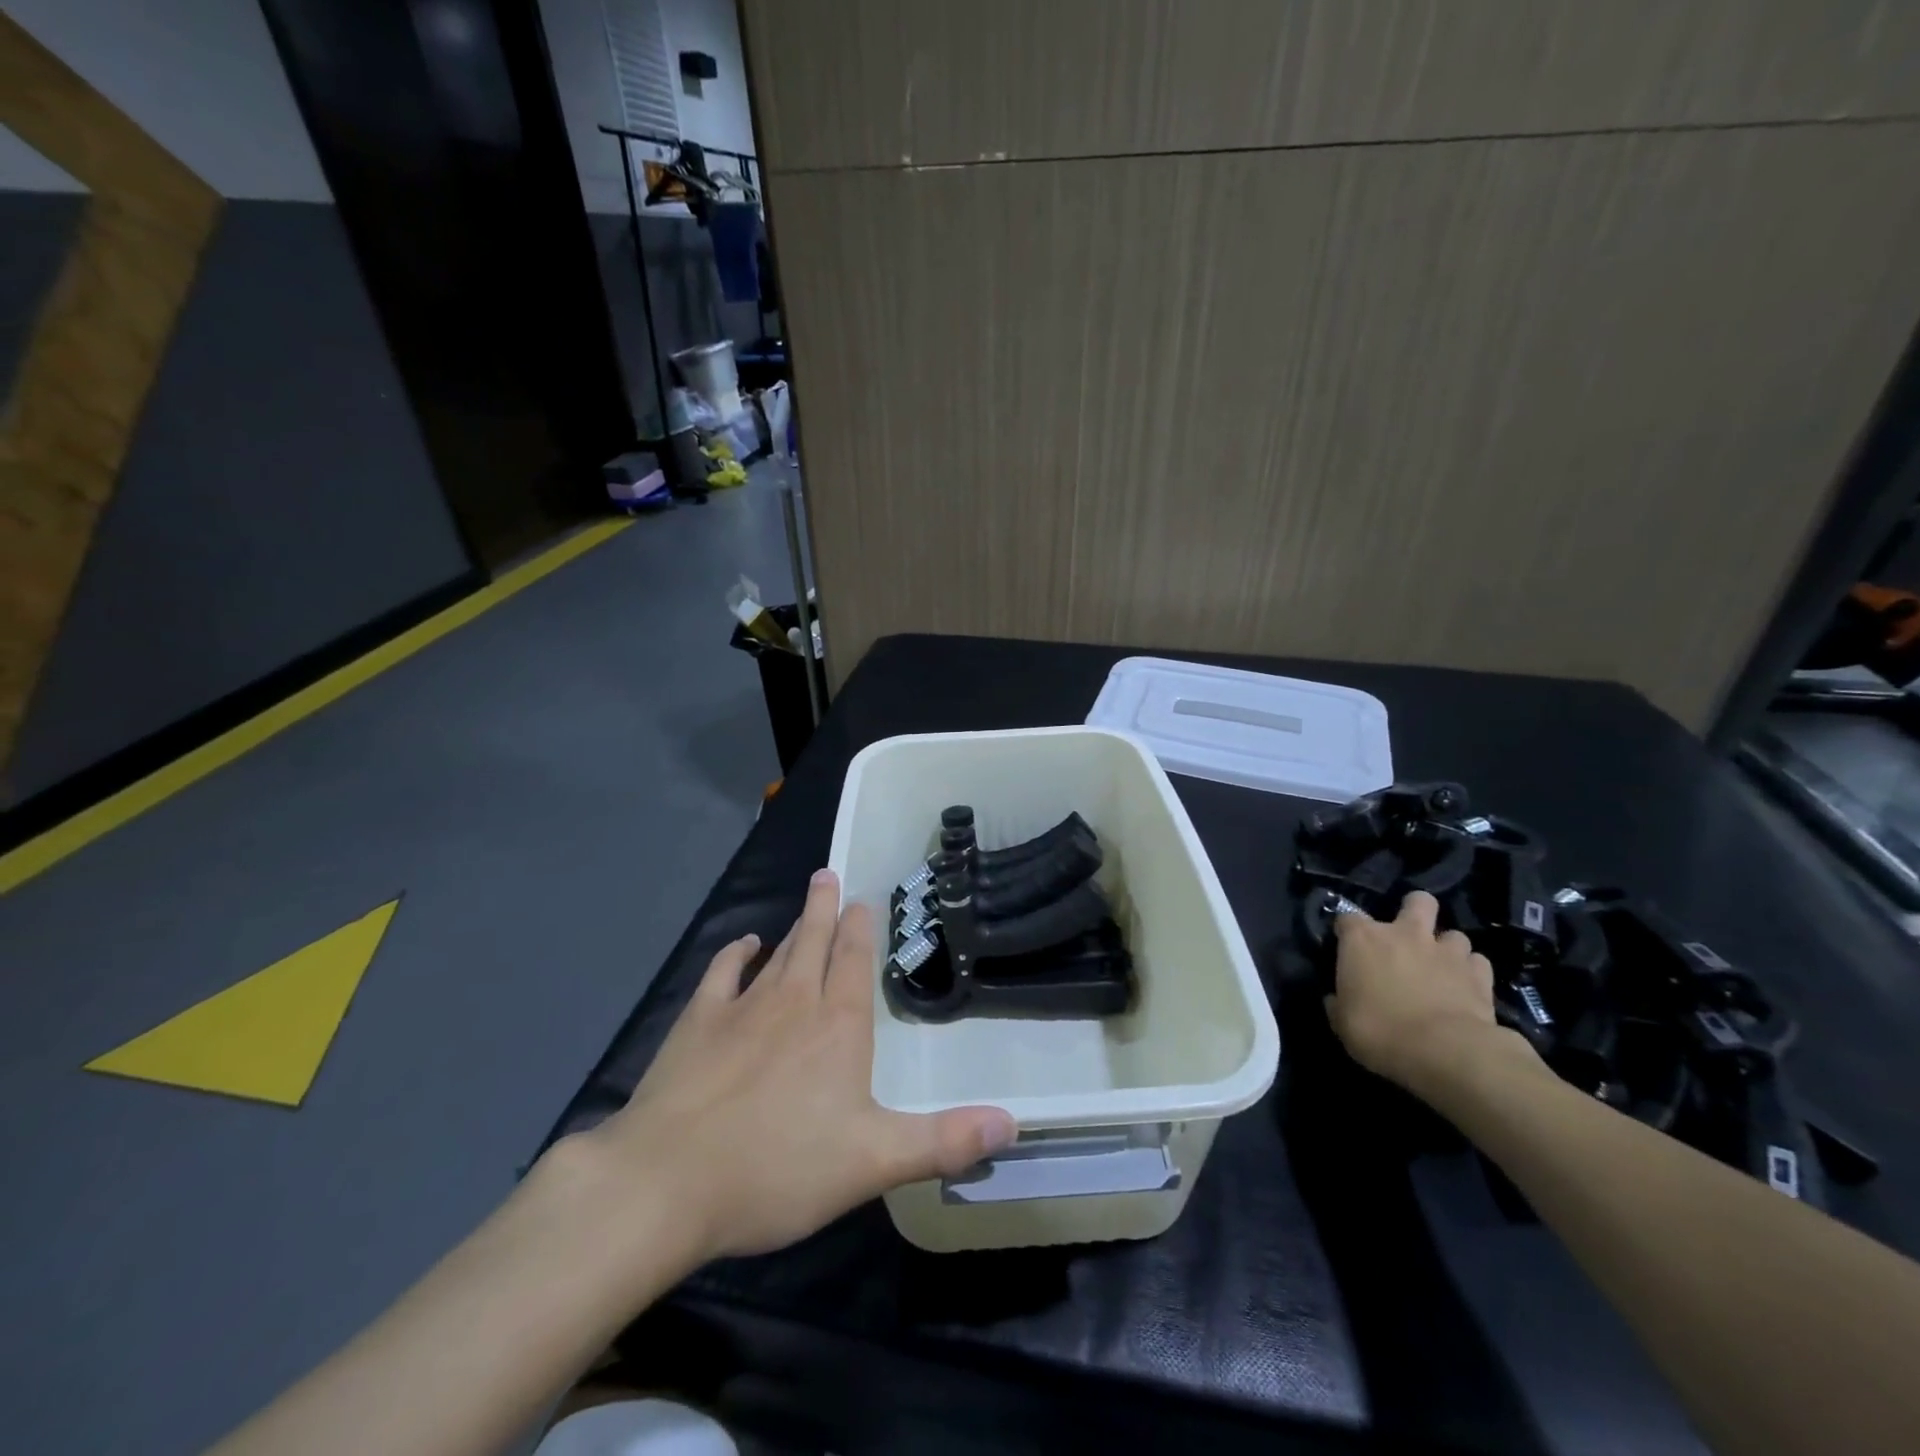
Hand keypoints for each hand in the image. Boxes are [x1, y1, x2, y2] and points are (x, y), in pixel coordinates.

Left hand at [577, 869, 1016, 1263]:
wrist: (666, 1183)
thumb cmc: (778, 1169)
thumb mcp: (873, 1161)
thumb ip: (943, 1141)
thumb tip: (1013, 1121)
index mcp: (837, 1026)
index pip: (854, 962)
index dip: (860, 929)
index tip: (862, 900)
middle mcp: (793, 1002)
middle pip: (813, 942)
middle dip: (825, 908)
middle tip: (829, 874)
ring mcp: (741, 1008)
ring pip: (776, 953)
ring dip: (793, 927)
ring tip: (805, 903)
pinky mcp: (697, 1024)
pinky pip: (721, 973)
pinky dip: (735, 953)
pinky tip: (743, 944)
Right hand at [1325, 890, 1535, 1093]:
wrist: (1444, 1052)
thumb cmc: (1379, 1032)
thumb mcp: (1342, 1022)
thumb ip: (1339, 1003)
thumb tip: (1336, 999)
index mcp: (1363, 939)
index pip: (1347, 917)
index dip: (1347, 930)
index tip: (1347, 946)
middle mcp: (1405, 934)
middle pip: (1417, 901)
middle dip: (1415, 911)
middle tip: (1410, 935)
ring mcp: (1446, 951)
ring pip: (1453, 933)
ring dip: (1446, 947)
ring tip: (1442, 968)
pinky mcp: (1479, 974)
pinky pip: (1477, 962)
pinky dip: (1471, 971)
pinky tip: (1466, 986)